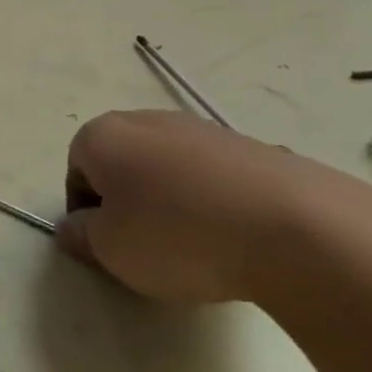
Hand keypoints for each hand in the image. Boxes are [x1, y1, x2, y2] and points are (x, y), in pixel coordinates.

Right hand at [57, 110, 371, 304]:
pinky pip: (215, 178)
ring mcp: (206, 130)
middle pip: (123, 163)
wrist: (297, 229)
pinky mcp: (255, 148)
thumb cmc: (177, 236)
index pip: (77, 170)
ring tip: (195, 247)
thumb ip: (81, 236)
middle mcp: (149, 120)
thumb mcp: (110, 250)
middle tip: (144, 246)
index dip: (85, 210)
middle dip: (127, 202)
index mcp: (104, 136)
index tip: (106, 244)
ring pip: (170, 169)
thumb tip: (74, 227)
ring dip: (171, 203)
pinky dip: (214, 203)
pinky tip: (233, 238)